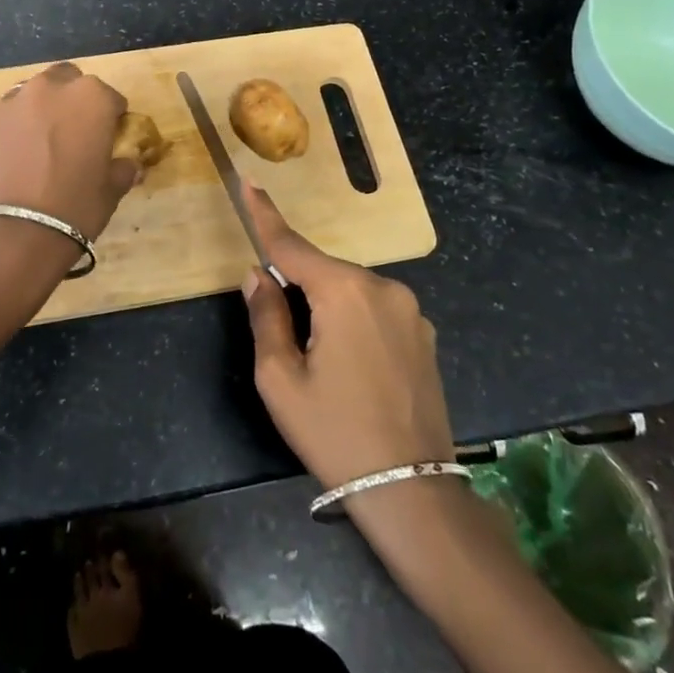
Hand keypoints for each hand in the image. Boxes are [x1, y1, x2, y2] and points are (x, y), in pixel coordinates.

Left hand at [0, 62, 138, 242]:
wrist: (12, 231)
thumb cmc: (74, 207)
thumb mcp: (111, 190)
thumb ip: (122, 168)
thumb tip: (127, 163)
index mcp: (92, 97)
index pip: (111, 99)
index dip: (113, 119)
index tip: (110, 139)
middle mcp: (54, 87)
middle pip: (71, 82)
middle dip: (76, 101)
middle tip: (78, 133)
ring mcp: (17, 99)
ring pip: (38, 92)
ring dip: (46, 107)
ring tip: (47, 140)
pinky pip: (14, 110)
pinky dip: (21, 122)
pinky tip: (23, 150)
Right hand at [239, 187, 452, 489]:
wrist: (412, 491)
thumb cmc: (334, 433)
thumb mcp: (280, 379)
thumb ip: (266, 316)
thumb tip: (259, 275)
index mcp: (343, 292)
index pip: (291, 245)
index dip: (265, 215)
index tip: (249, 182)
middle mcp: (382, 287)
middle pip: (322, 271)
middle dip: (298, 288)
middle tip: (288, 343)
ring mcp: (410, 310)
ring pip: (350, 291)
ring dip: (327, 308)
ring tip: (324, 366)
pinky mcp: (424, 334)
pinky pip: (375, 309)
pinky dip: (354, 321)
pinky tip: (355, 369)